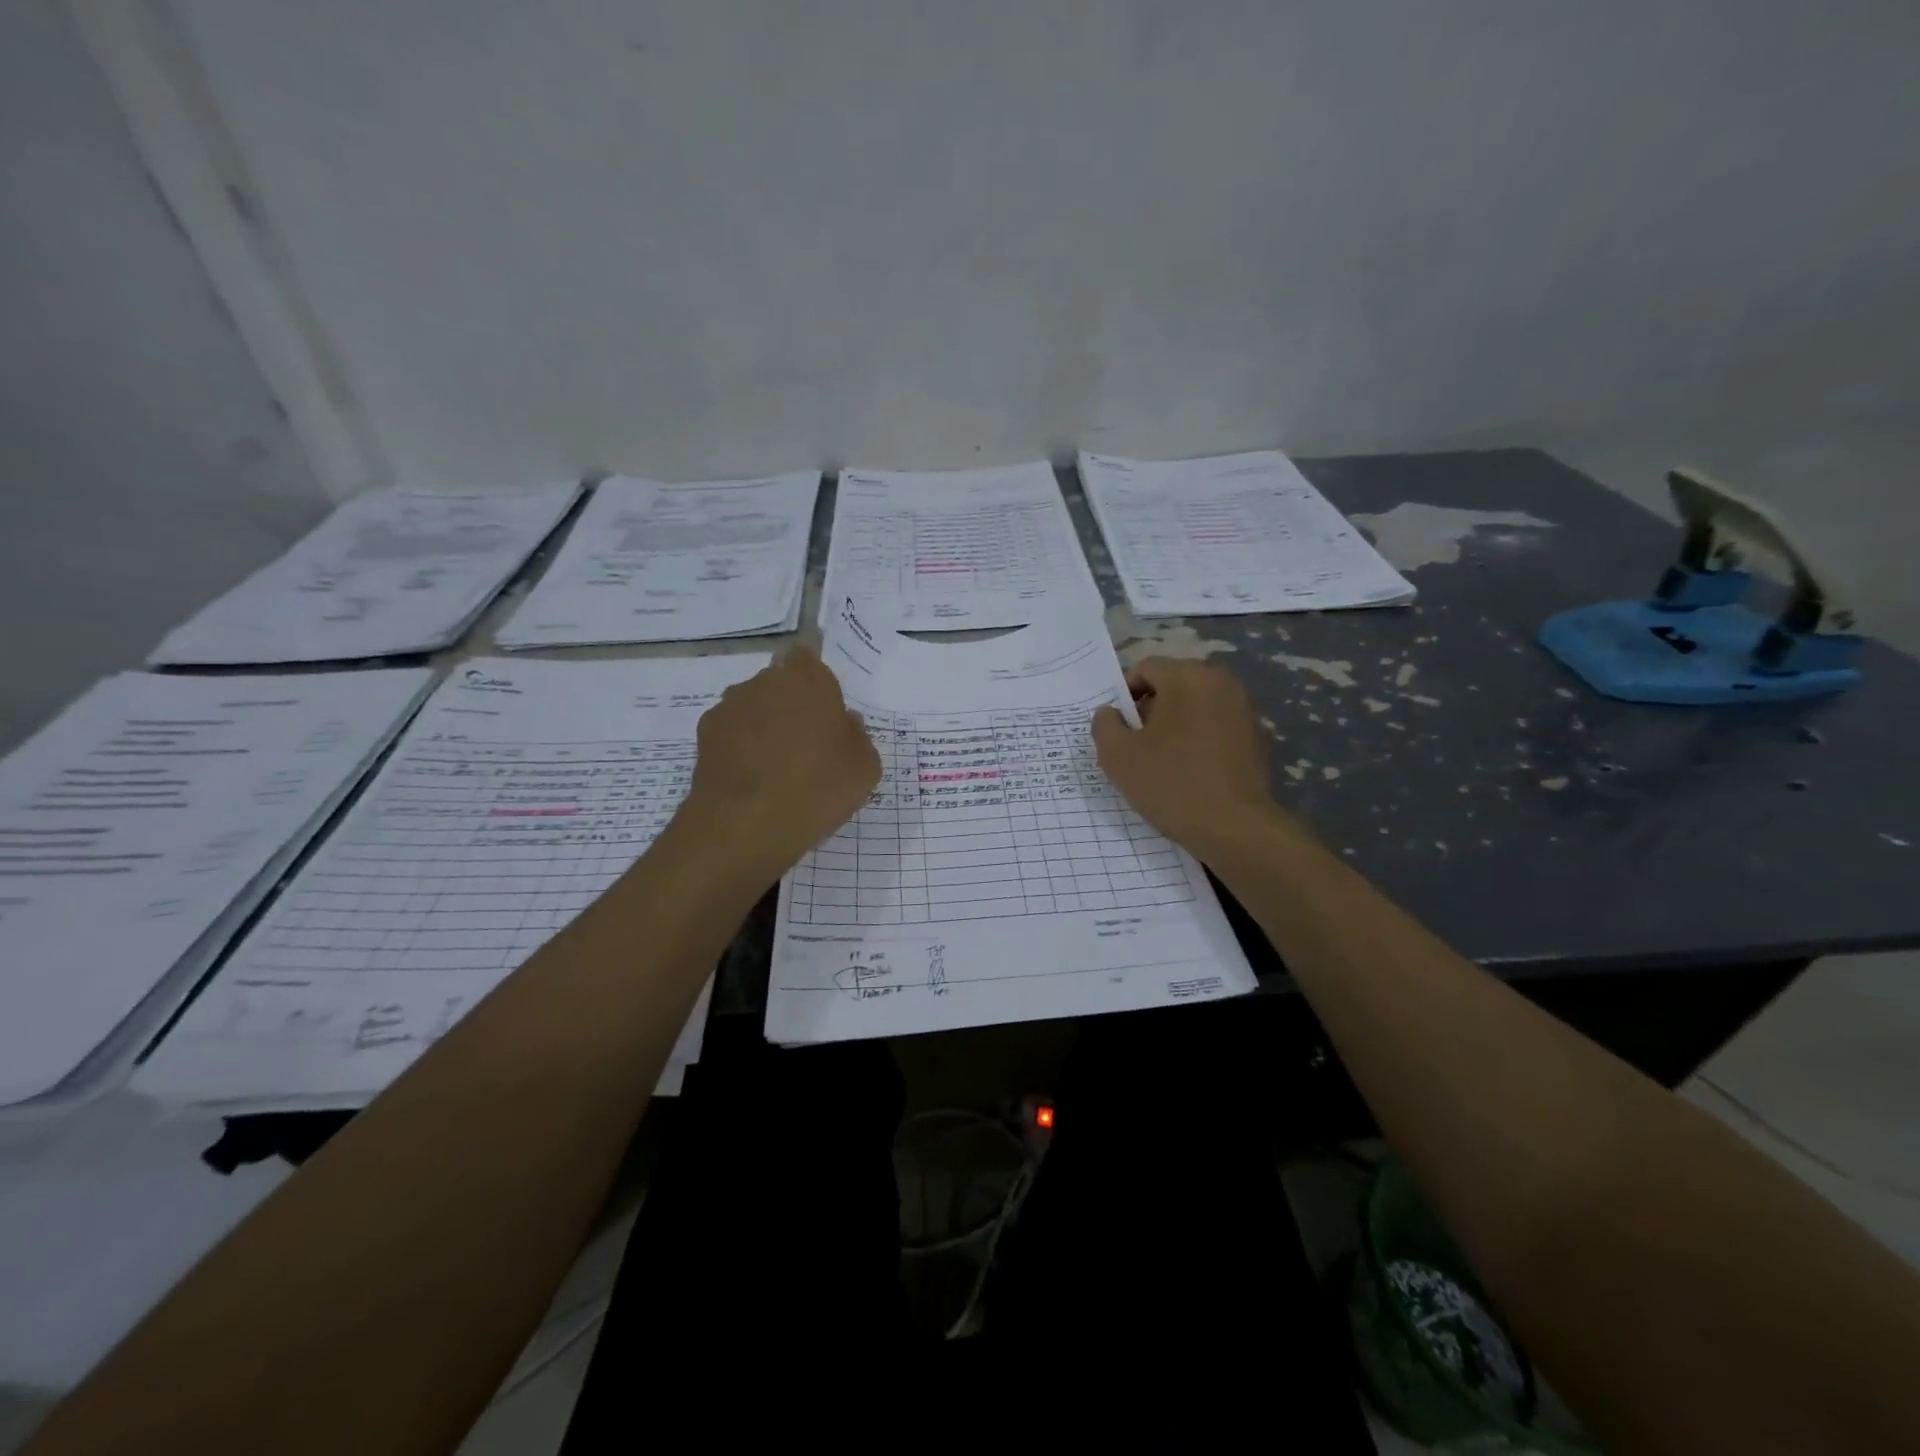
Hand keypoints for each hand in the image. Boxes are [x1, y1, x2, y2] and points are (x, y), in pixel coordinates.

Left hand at [680, 646, 880, 875]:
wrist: (746, 824)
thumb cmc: (817, 787)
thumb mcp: (864, 767)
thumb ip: (857, 735)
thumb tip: (844, 723)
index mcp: (809, 679)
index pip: (808, 656)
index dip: (814, 677)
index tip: (823, 704)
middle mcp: (765, 681)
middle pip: (780, 682)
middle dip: (791, 703)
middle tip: (807, 742)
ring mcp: (730, 706)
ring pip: (753, 706)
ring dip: (764, 724)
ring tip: (777, 765)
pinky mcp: (705, 734)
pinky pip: (732, 732)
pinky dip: (740, 746)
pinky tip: (752, 777)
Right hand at [1092, 657, 1298, 856]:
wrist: (1235, 828)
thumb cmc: (1170, 784)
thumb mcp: (1117, 755)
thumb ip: (1104, 724)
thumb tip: (1110, 713)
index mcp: (1188, 677)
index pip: (1145, 668)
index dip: (1124, 694)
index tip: (1116, 727)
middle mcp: (1221, 682)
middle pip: (1173, 684)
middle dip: (1150, 708)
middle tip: (1135, 744)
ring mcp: (1244, 709)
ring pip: (1196, 705)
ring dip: (1175, 724)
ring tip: (1161, 760)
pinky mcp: (1257, 737)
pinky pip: (1216, 726)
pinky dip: (1199, 739)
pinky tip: (1190, 771)